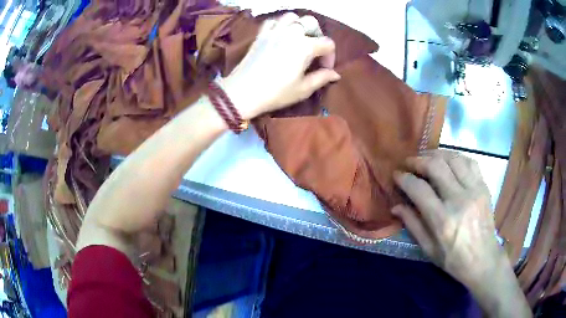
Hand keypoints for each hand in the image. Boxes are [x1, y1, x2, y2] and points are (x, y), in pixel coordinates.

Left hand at [220, 13, 339, 119]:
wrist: (242, 92)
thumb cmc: (275, 92)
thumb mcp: (303, 89)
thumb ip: (322, 78)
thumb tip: (336, 74)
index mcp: (305, 46)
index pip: (328, 43)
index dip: (330, 56)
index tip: (324, 69)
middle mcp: (291, 33)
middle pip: (311, 23)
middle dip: (317, 35)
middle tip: (314, 51)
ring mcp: (274, 31)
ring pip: (292, 17)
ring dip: (299, 25)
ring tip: (299, 39)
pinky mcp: (261, 34)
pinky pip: (273, 21)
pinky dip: (280, 24)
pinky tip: (281, 35)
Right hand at [392, 150, 504, 287]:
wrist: (483, 260)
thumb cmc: (453, 260)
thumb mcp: (429, 249)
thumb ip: (413, 225)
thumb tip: (396, 206)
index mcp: (443, 221)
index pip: (419, 189)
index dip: (404, 179)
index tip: (397, 175)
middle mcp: (459, 200)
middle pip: (436, 167)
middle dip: (418, 160)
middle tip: (409, 162)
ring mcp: (474, 190)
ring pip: (453, 159)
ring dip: (436, 154)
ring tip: (426, 157)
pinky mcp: (484, 187)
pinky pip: (469, 162)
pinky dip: (456, 157)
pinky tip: (448, 161)